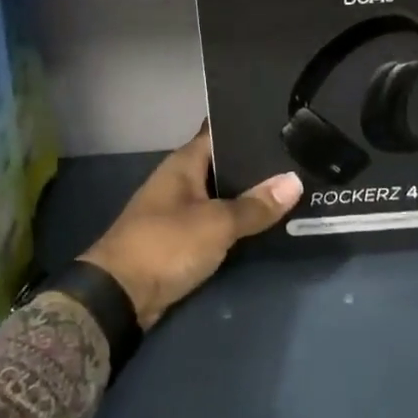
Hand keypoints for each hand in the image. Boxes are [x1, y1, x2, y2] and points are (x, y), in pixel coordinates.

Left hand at [79, 126, 302, 327]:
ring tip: (292, 186)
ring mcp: (180, 209)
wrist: (119, 296)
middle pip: (224, 163)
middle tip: (298, 157)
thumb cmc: (166, 244)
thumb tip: (295, 181)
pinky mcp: (181, 238)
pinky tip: (265, 221)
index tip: (283, 122)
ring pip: (222, 194)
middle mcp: (181, 180)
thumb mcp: (216, 224)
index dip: (248, 124)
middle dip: (256, 163)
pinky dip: (237, 222)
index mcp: (184, 163)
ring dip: (248, 195)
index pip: (219, 130)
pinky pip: (216, 221)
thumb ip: (255, 205)